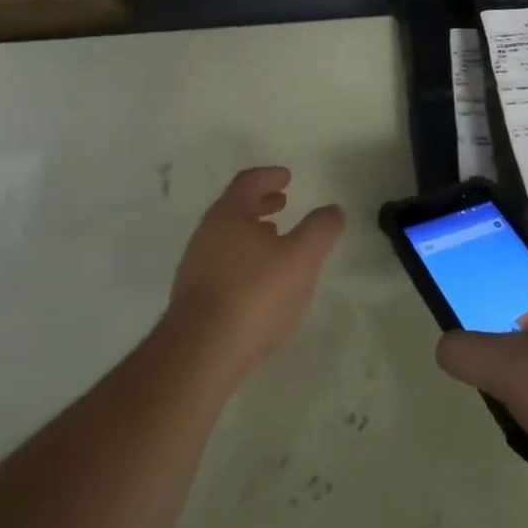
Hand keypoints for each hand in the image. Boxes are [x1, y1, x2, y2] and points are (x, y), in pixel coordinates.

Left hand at [166, 167, 344, 378]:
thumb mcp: (300, 258)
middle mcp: (207, 234)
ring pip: (228, 237)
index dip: (269, 176)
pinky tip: (259, 280)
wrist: (202, 351)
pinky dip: (244, 258)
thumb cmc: (254, 293)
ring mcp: (196, 266)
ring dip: (252, 232)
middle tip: (281, 202)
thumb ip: (320, 230)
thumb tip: (332, 209)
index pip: (248, 182)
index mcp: (228, 214)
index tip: (286, 177)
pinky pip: (223, 264)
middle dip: (260, 203)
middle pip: (234, 208)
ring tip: (274, 239)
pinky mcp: (194, 297)